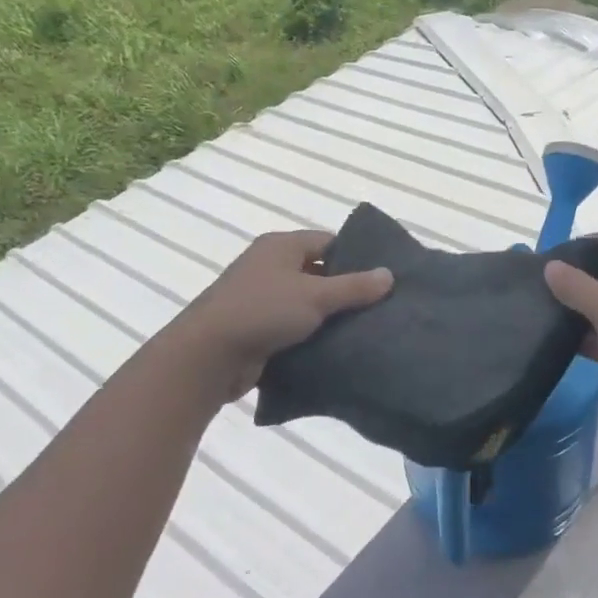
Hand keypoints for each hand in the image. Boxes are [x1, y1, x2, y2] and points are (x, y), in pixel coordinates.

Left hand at [167, 230, 392, 402]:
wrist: (207, 356)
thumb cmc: (263, 312)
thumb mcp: (315, 296)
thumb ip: (354, 286)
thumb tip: (389, 274)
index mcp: (281, 247)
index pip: (328, 242)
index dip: (356, 257)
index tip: (383, 278)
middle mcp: (269, 266)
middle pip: (318, 272)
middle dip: (345, 289)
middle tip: (380, 306)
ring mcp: (260, 298)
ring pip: (306, 302)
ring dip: (328, 316)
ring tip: (365, 329)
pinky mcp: (256, 328)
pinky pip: (292, 326)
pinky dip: (311, 335)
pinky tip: (336, 348)